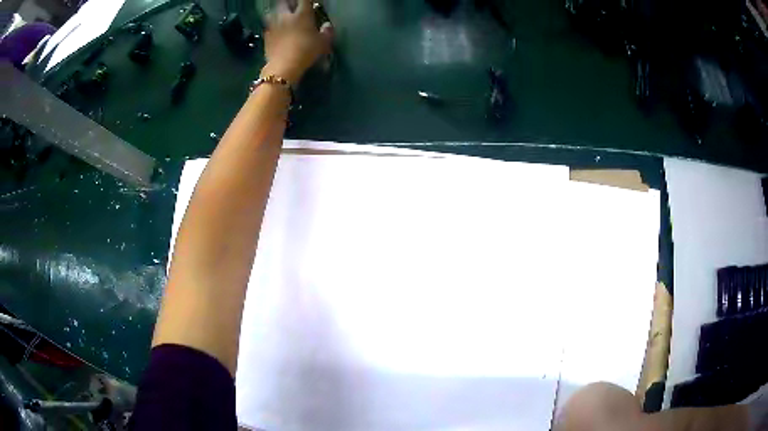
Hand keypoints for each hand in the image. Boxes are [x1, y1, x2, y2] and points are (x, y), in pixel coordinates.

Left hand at [262, 0, 333, 84]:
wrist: (283, 67)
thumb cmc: (306, 52)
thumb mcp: (323, 43)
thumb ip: (327, 32)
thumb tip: (327, 25)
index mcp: (302, 14)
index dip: (307, 0)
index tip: (310, 2)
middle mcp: (286, 16)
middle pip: (284, 2)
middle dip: (289, 3)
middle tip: (293, 6)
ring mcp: (273, 25)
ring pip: (273, 12)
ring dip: (278, 12)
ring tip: (282, 16)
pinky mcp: (266, 36)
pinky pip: (268, 26)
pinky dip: (272, 25)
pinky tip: (275, 30)